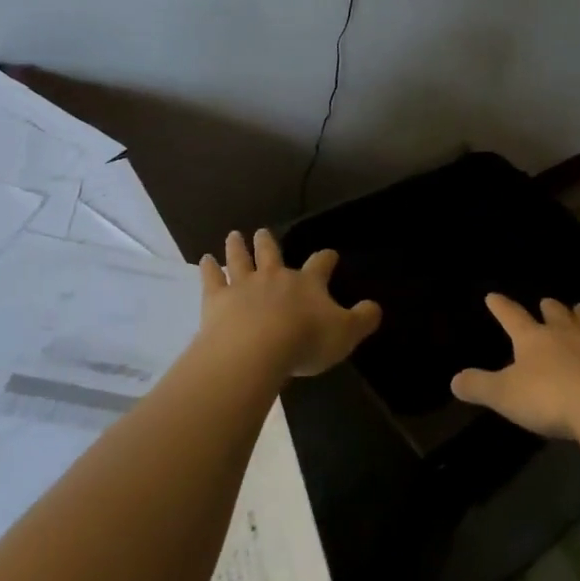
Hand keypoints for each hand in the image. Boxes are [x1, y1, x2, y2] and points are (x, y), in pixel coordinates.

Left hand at [199, 230, 382, 377]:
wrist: (256, 349)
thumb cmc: (305, 340)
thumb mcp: (346, 333)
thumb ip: (363, 319)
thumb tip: (375, 307)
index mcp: (307, 283)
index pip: (320, 264)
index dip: (326, 259)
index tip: (330, 255)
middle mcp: (274, 276)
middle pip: (271, 252)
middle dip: (268, 242)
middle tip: (263, 231)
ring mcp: (243, 285)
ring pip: (240, 259)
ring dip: (237, 246)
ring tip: (233, 235)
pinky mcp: (217, 299)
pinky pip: (212, 279)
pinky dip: (208, 268)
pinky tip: (205, 260)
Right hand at [450, 294, 579, 440]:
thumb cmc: (550, 399)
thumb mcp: (505, 395)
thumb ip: (480, 386)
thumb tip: (453, 380)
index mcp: (534, 339)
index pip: (512, 317)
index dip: (501, 307)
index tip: (493, 296)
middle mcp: (565, 334)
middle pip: (555, 315)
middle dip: (549, 308)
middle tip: (547, 301)